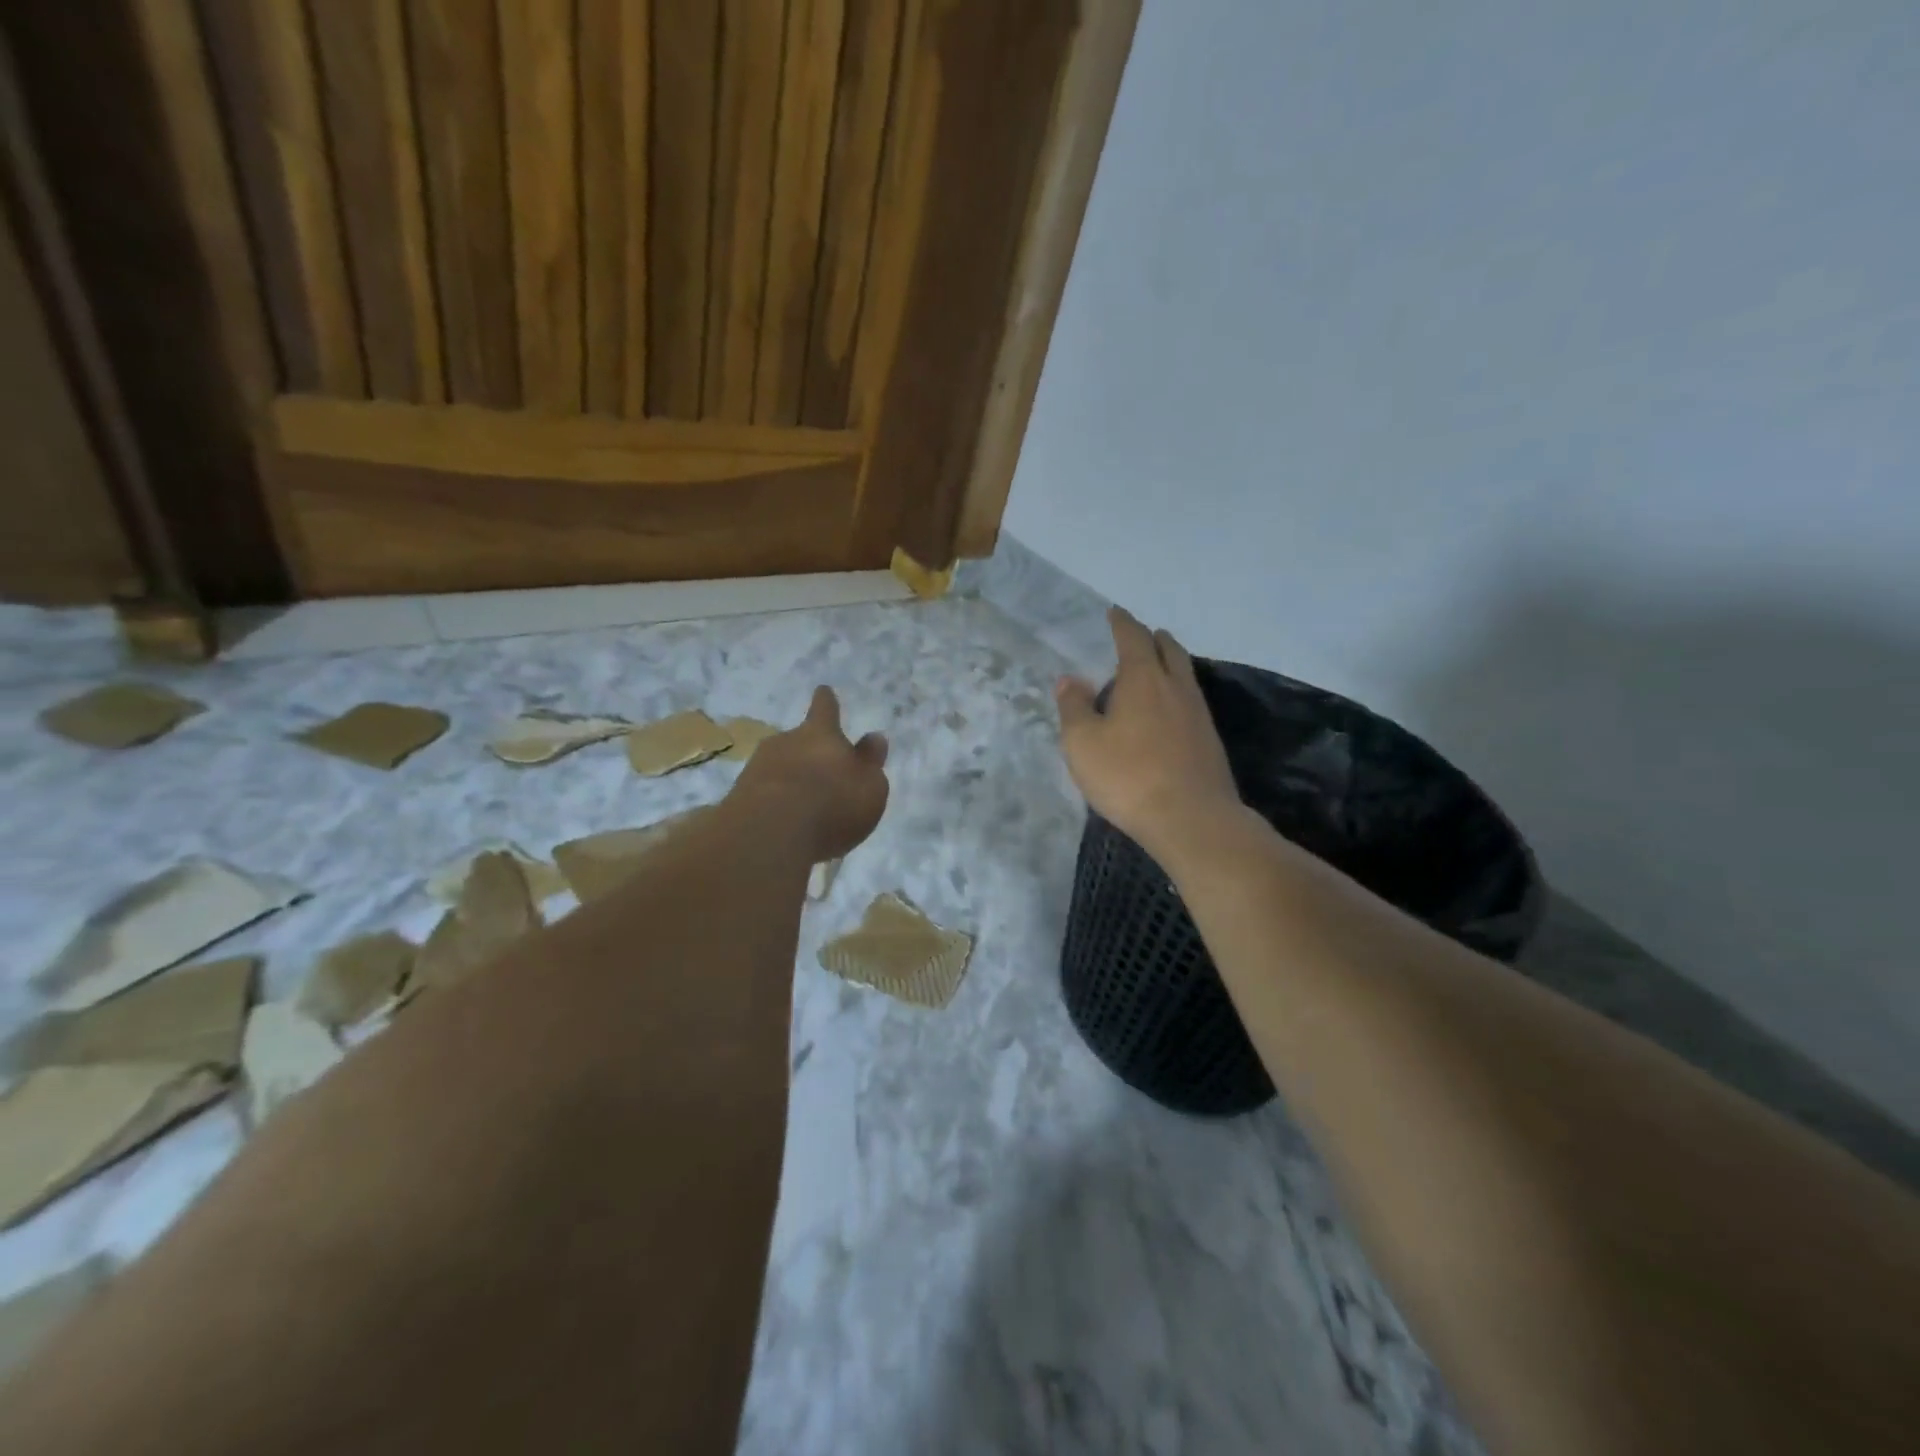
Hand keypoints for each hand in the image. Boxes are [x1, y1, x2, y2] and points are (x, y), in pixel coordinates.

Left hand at [732, 686, 889, 861]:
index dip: (827, 702)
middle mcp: (786, 742)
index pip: (825, 709)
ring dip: (791, 780)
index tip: (823, 691)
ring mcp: (757, 767)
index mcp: (821, 734)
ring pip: (779, 767)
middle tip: (822, 774)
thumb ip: (871, 762)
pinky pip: (764, 794)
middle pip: (799, 740)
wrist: (769, 834)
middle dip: (809, 753)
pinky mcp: (738, 797)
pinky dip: (775, 804)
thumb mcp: (870, 787)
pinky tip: (785, 825)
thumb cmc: (832, 804)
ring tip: (805, 807)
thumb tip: (874, 738)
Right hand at [1057, 608, 1241, 863]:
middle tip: (1140, 635)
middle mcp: (1175, 687)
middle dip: (1153, 638)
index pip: (1133, 638)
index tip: (1114, 612)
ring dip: (1170, 663)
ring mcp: (1198, 713)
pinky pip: (1191, 700)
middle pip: (1169, 650)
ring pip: (1184, 674)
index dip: (1122, 623)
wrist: (1191, 818)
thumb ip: (1073, 707)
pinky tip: (1169, 710)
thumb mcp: (1083, 743)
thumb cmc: (1128, 775)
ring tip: (1156, 667)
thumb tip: (1070, 679)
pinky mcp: (1209, 740)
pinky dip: (1177, 692)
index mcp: (1143, 679)